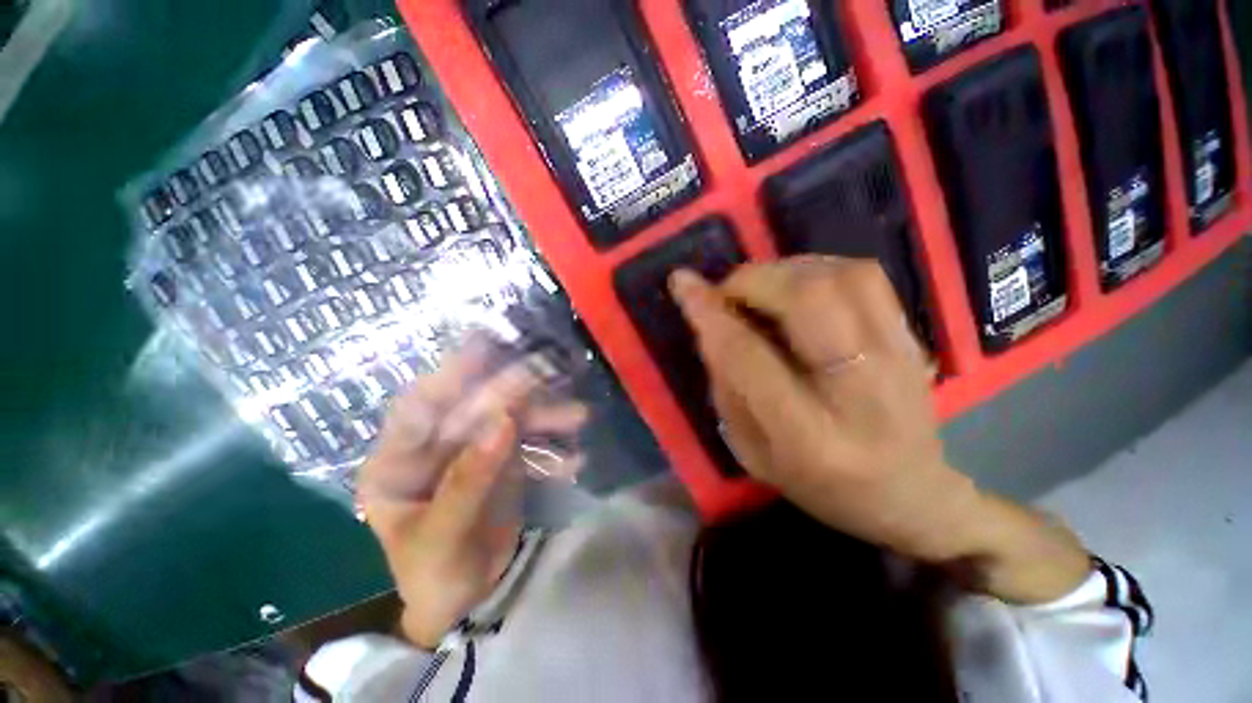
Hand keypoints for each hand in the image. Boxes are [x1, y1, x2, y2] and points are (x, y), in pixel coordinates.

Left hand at [357, 342, 586, 647]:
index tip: (483, 344)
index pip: (418, 407)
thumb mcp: (443, 536)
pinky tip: (574, 461)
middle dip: (514, 393)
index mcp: (397, 464)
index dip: (449, 373)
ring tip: (579, 417)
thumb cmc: (435, 577)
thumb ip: (470, 478)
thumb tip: (504, 420)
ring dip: (544, 417)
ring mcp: (471, 452)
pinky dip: (552, 448)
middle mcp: (434, 448)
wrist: (464, 602)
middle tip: (551, 373)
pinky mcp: (501, 462)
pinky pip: (528, 444)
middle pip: (473, 407)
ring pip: (508, 420)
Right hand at [671, 257, 1088, 602]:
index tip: (683, 285)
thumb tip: (709, 323)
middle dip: (752, 281)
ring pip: (841, 277)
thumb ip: (727, 386)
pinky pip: (866, 277)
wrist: (909, 493)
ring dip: (785, 270)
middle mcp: (861, 393)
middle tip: (727, 291)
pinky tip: (798, 286)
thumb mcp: (751, 452)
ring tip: (761, 288)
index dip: (710, 314)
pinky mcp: (913, 339)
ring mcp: (899, 359)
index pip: (749, 357)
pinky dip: (819, 268)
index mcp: (809, 439)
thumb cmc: (818, 485)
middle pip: (808, 302)